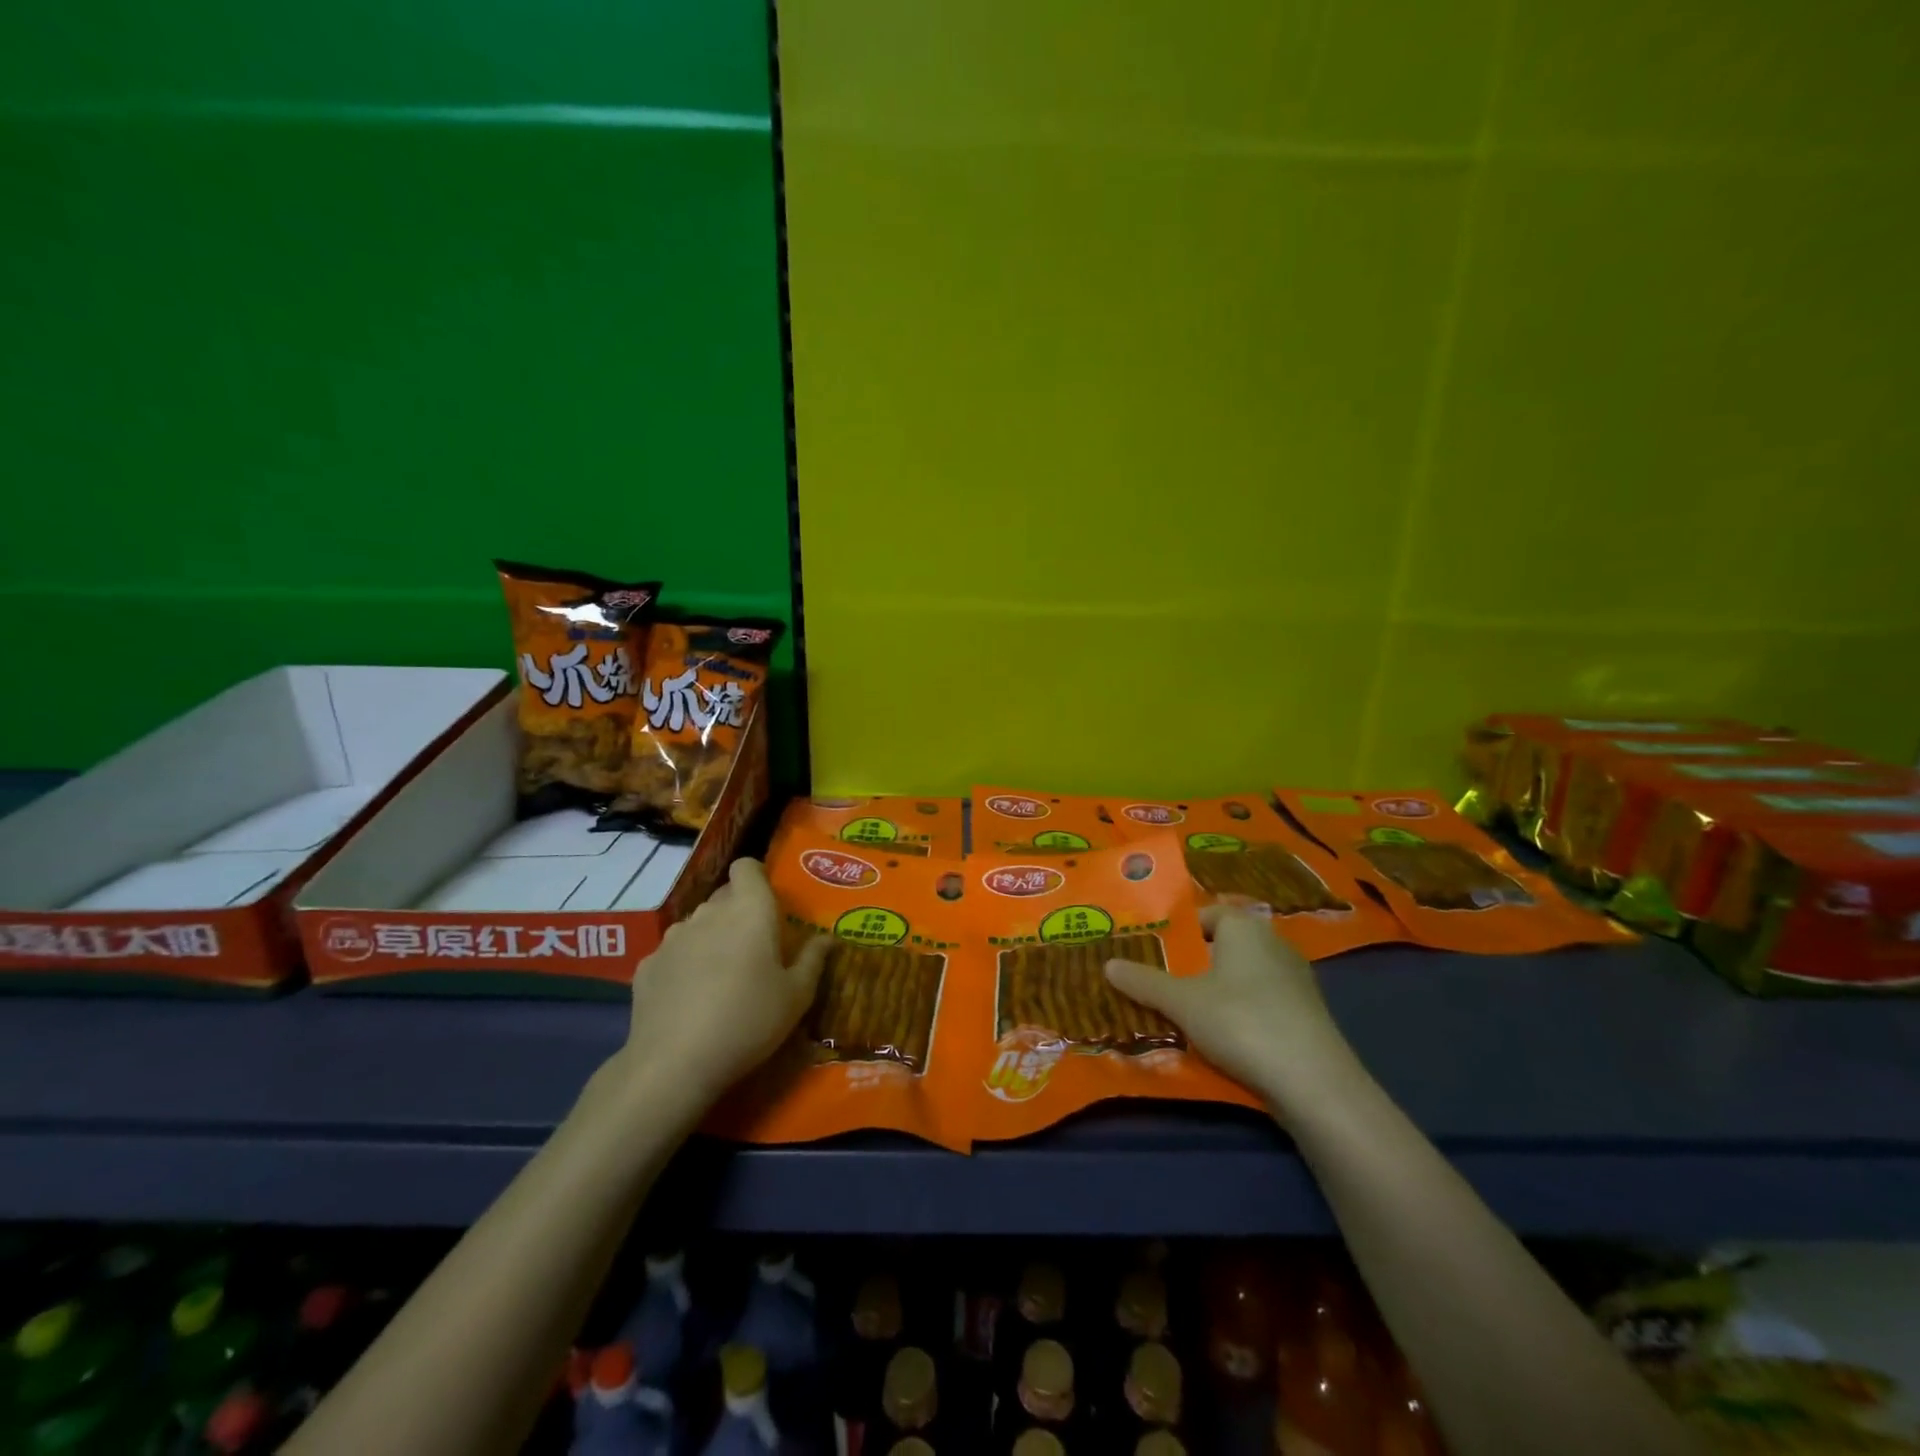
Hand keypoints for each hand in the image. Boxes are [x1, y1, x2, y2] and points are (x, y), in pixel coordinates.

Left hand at [615, 858, 828, 1109]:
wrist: (674, 1064)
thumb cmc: (749, 1021)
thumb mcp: (796, 997)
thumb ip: (813, 961)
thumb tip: (827, 939)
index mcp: (750, 910)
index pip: (746, 866)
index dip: (757, 877)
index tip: (769, 903)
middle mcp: (709, 913)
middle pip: (724, 896)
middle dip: (738, 912)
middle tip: (754, 947)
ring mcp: (673, 937)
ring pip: (697, 924)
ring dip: (710, 937)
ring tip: (720, 976)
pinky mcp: (647, 965)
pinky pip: (672, 953)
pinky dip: (684, 965)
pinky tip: (689, 998)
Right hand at [1105, 905, 1359, 1114]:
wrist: (1314, 1083)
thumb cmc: (1240, 1022)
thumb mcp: (1181, 1002)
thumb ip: (1143, 981)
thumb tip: (1107, 964)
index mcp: (1244, 927)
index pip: (1206, 914)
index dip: (1179, 931)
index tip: (1153, 951)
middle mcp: (1274, 943)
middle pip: (1223, 946)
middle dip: (1193, 963)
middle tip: (1160, 982)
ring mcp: (1295, 979)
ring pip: (1242, 976)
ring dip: (1216, 991)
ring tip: (1184, 1014)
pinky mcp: (1307, 1014)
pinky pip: (1262, 1002)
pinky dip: (1240, 1013)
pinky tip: (1223, 1038)